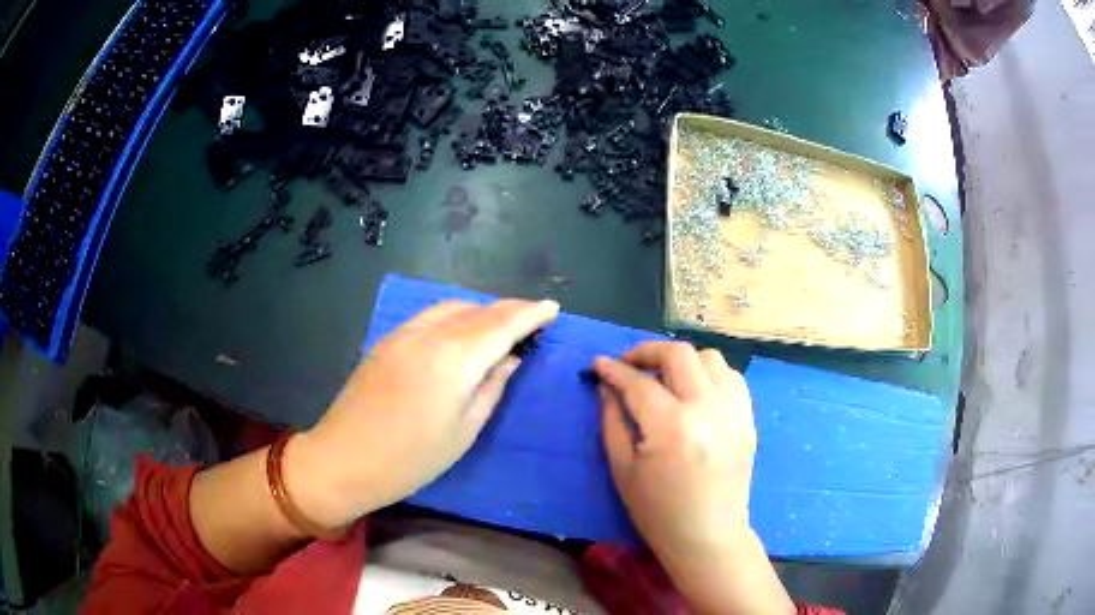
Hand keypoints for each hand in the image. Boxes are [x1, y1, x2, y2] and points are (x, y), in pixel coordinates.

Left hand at [286, 298, 559, 529]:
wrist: (343, 459)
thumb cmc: (410, 459)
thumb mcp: (464, 431)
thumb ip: (491, 388)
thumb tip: (509, 358)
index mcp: (454, 359)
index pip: (502, 324)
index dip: (530, 314)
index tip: (552, 308)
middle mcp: (429, 334)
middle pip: (479, 310)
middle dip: (510, 309)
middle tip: (533, 317)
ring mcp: (404, 333)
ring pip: (453, 307)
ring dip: (483, 310)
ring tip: (502, 324)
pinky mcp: (388, 340)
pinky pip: (431, 315)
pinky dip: (456, 316)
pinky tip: (463, 331)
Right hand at [594, 342, 791, 613]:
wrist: (708, 535)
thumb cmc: (658, 511)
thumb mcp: (623, 469)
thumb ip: (612, 420)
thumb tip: (607, 386)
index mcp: (672, 426)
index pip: (639, 382)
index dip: (614, 370)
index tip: (597, 365)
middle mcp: (708, 408)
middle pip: (678, 354)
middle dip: (647, 352)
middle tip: (629, 365)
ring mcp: (734, 410)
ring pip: (709, 358)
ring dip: (682, 360)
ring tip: (664, 377)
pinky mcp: (748, 418)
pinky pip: (731, 377)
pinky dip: (709, 374)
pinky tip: (695, 391)